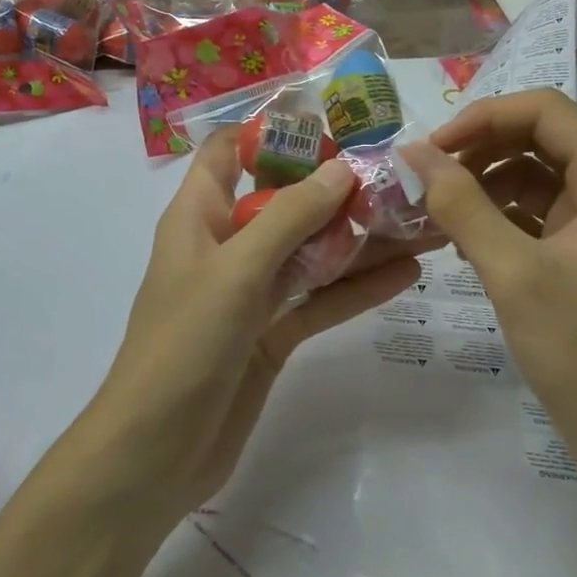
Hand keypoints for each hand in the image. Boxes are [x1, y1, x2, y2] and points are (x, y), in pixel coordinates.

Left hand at [77, 130, 422, 522]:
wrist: (156, 453)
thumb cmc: (185, 345)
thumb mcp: (237, 270)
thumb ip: (290, 217)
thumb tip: (343, 168)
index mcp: (199, 215)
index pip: (229, 151)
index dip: (272, 131)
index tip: (332, 123)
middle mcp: (226, 245)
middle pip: (284, 201)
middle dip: (336, 187)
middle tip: (399, 174)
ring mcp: (250, 292)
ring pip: (310, 251)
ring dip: (358, 238)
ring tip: (419, 219)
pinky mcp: (271, 333)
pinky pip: (319, 300)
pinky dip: (356, 288)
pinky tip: (406, 274)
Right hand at [400, 89, 576, 493]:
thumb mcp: (512, 271)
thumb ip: (461, 205)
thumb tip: (414, 153)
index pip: (545, 111)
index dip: (484, 117)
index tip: (433, 149)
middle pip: (539, 138)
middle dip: (480, 148)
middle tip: (426, 177)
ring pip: (534, 175)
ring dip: (484, 183)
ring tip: (436, 210)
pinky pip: (535, 213)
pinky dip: (497, 216)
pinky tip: (461, 240)